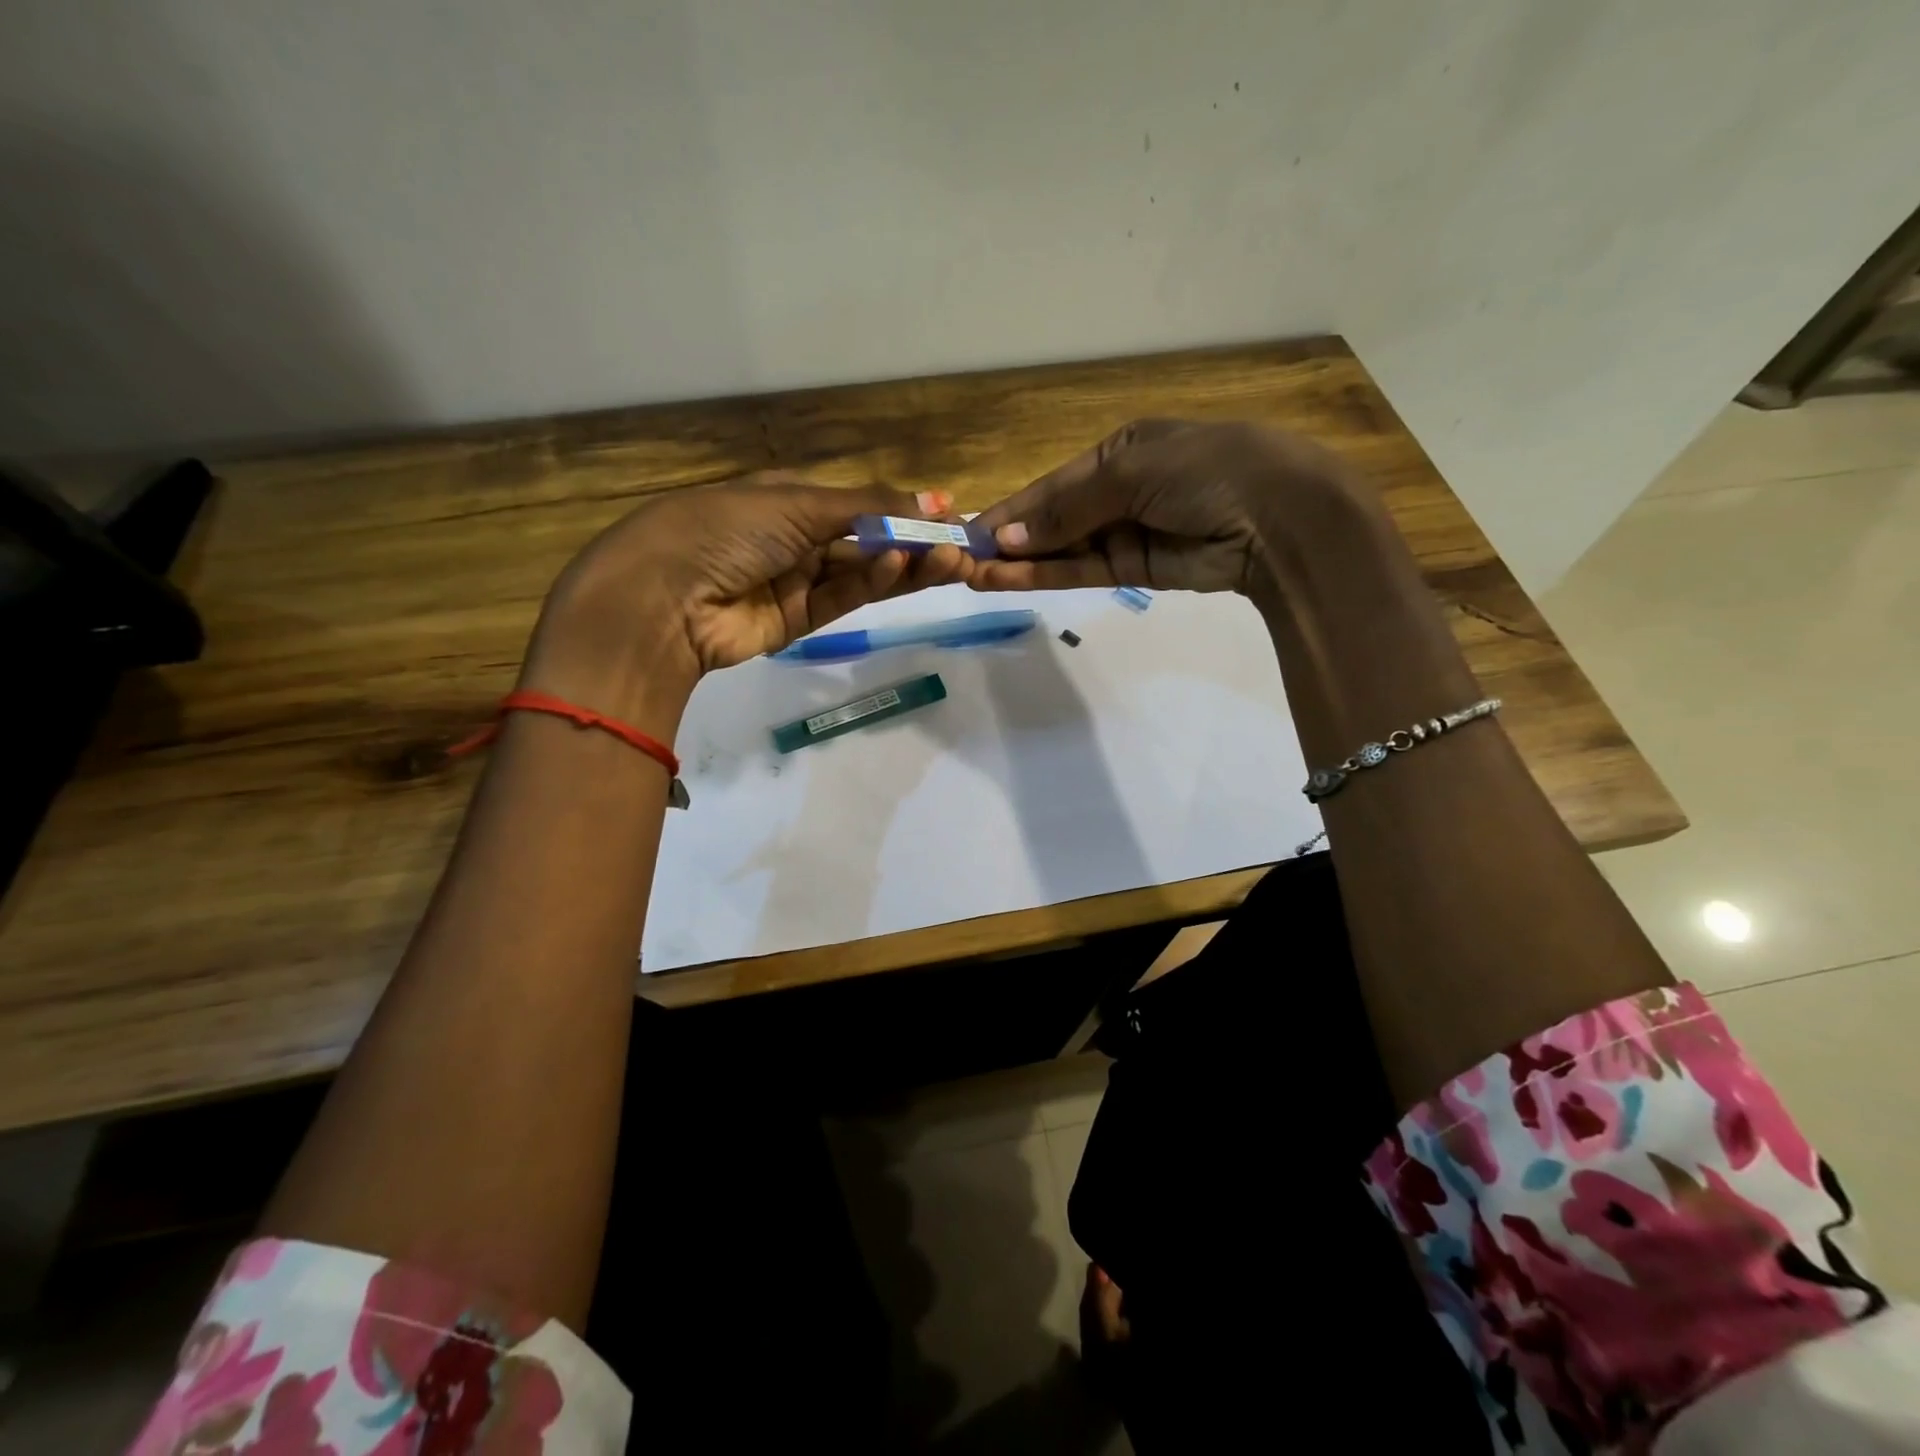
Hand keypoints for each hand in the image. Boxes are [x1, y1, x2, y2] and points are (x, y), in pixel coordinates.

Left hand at [524, 475, 969, 723]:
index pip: (859, 503)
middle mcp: (795, 538)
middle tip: (962, 547)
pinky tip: (900, 567)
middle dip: (913, 541)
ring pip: (862, 572)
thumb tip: (934, 498)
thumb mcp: (798, 503)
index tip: (949, 515)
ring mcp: (796, 581)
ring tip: (949, 559)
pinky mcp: (797, 621)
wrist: (664, 597)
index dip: (903, 508)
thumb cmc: (726, 528)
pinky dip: (872, 583)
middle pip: (866, 540)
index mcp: (787, 498)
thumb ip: (868, 506)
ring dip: (904, 565)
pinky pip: (842, 598)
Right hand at [970, 419, 1377, 602]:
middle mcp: (1118, 490)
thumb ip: (1066, 509)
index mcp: (1121, 449)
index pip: (1052, 483)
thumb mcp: (1130, 473)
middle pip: (1051, 518)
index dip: (1011, 508)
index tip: (968, 530)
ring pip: (1060, 550)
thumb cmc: (1205, 470)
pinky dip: (1044, 576)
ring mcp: (1125, 532)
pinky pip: (1080, 571)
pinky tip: (1005, 579)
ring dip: (1017, 563)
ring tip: (970, 574)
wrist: (1278, 518)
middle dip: (1008, 538)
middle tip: (959, 559)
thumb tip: (1007, 538)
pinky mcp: (1134, 569)